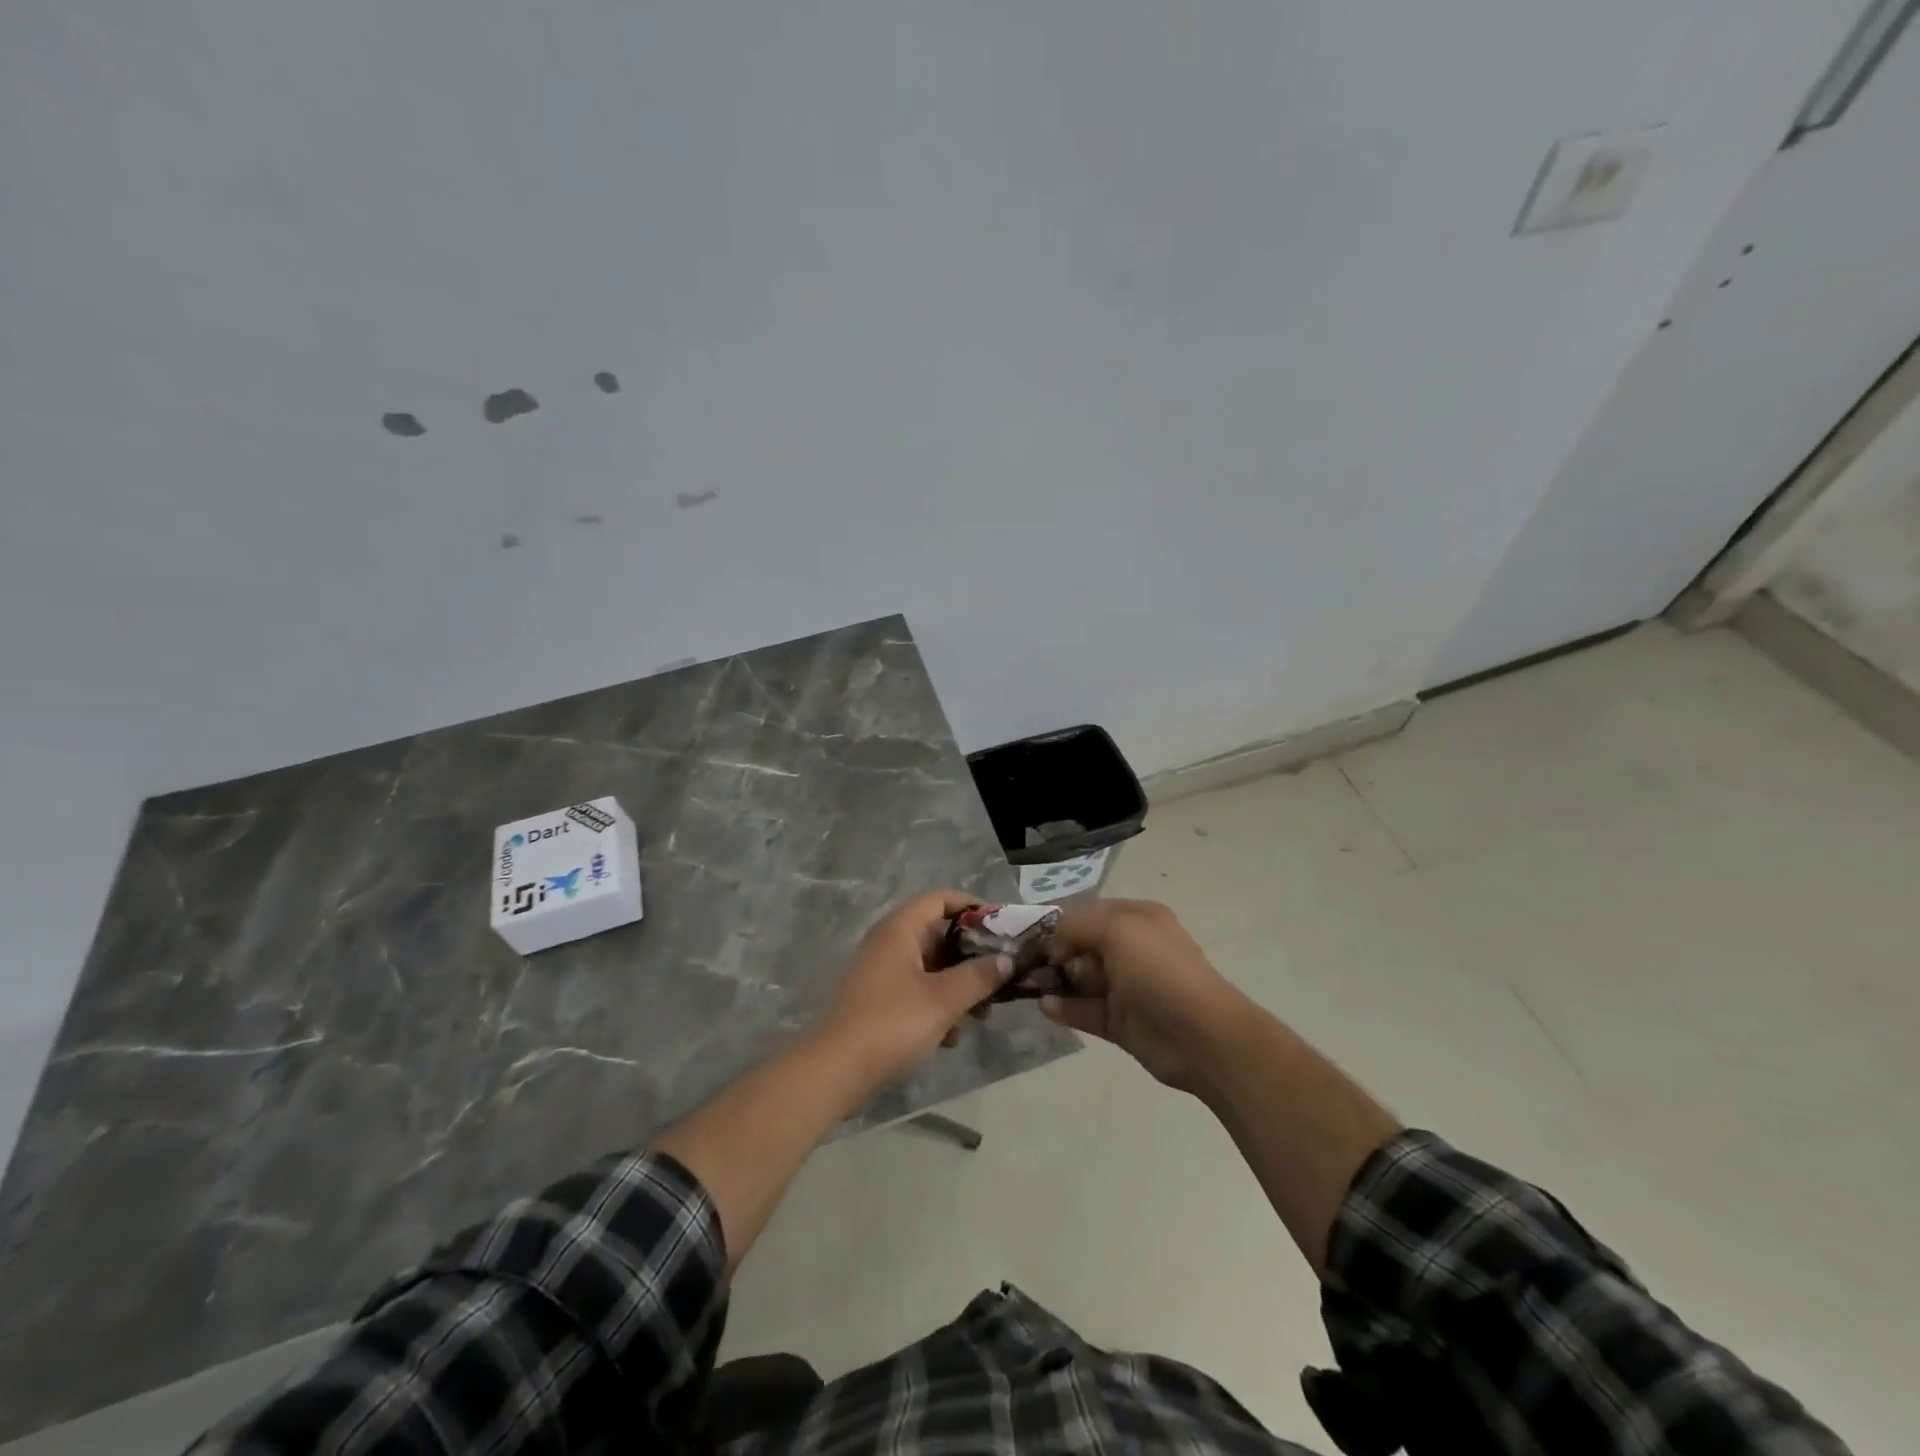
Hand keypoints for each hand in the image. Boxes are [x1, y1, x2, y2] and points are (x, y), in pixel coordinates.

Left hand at [815, 891, 1013, 1093]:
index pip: (939, 899)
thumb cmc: (892, 1024)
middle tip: (999, 976)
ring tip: (980, 1016)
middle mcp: (888, 944)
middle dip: (970, 957)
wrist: (834, 1072)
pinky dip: (936, 1007)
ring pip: (930, 968)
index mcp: (900, 930)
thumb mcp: (944, 999)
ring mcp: (880, 975)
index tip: (1001, 926)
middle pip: (937, 935)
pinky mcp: (877, 1004)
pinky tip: (950, 1038)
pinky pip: (916, 993)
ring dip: (957, 987)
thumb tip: (1006, 959)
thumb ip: (979, 976)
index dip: (972, 906)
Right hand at [1041, 898, 1242, 1092]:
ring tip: (1028, 984)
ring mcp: (1126, 987)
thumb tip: (1049, 937)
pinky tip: (1046, 1006)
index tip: (1023, 931)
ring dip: (1054, 980)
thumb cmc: (1159, 971)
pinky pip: (1084, 1010)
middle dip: (1051, 951)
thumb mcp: (1117, 930)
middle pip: (1079, 944)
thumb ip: (1075, 924)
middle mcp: (1130, 948)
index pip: (1086, 911)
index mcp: (1136, 918)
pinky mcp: (1120, 1021)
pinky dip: (1064, 1007)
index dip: (1055, 920)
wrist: (1202, 1036)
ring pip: (1080, 978)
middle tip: (1022, 961)